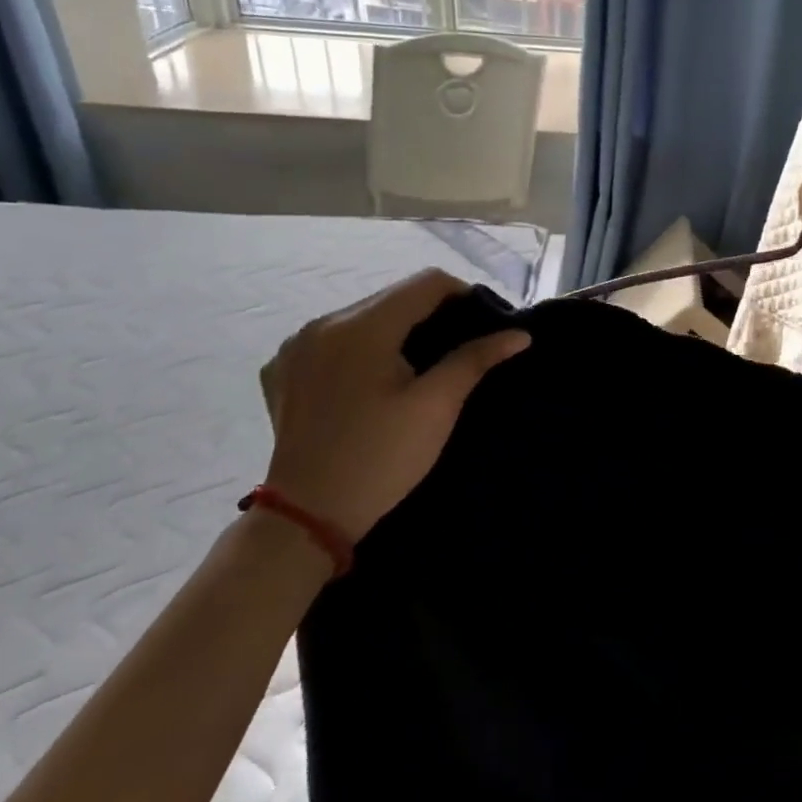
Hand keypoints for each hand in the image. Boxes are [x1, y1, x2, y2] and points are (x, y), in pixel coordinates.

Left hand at [259, 271, 528, 540]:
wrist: (306, 519)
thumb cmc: (381, 459)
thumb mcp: (437, 407)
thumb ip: (475, 359)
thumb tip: (519, 333)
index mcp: (362, 327)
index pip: (426, 283)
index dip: (464, 296)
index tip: (483, 327)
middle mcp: (322, 324)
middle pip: (392, 297)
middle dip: (430, 314)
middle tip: (456, 349)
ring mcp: (295, 347)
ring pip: (362, 317)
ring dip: (395, 330)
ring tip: (417, 366)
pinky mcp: (281, 371)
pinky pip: (332, 341)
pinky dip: (359, 349)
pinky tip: (370, 381)